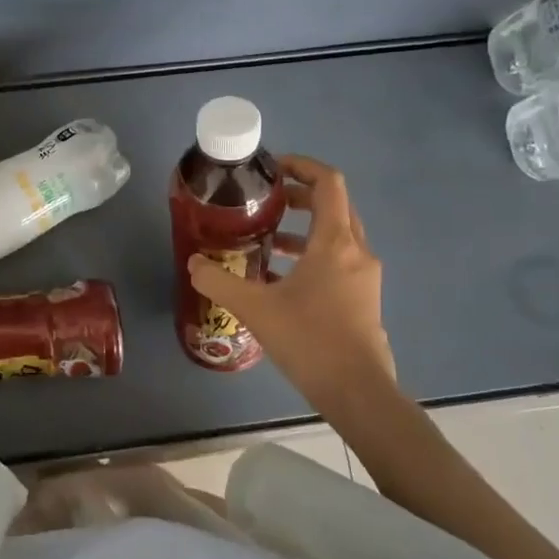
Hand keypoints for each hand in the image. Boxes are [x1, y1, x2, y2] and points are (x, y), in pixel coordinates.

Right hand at [188, 154, 397, 420]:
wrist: (358, 391)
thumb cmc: (309, 340)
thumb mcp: (254, 308)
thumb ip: (218, 281)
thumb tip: (193, 263)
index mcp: (334, 242)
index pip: (328, 183)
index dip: (302, 166)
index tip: (273, 168)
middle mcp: (356, 251)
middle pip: (335, 205)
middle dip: (301, 196)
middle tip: (266, 200)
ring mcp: (365, 276)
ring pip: (338, 234)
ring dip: (306, 228)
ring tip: (269, 238)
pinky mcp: (364, 298)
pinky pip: (340, 259)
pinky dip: (314, 254)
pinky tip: (283, 278)